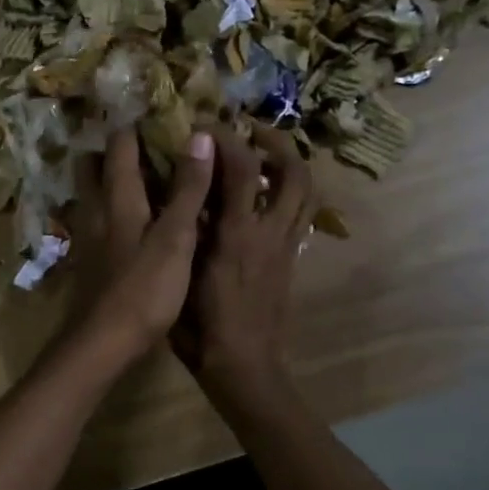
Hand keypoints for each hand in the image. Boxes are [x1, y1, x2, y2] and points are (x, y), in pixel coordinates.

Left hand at [67, 128, 214, 365]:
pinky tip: (133, 227)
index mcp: (117, 199)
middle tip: (146, 147)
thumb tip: (198, 135)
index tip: (159, 116)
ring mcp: (87, 238)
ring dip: (110, 182)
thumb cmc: (144, 289)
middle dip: (113, 151)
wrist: (103, 343)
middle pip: (93, 167)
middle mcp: (95, 211)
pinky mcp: (88, 263)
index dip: (135, 127)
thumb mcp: (176, 238)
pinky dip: (111, 213)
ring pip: (91, 195)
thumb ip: (188, 189)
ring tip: (144, 182)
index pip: (118, 146)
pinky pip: (96, 223)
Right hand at [173, 124, 316, 415]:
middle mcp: (271, 233)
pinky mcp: (291, 260)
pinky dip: (290, 194)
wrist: (244, 365)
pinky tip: (265, 197)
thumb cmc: (202, 325)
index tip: (205, 124)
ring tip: (264, 157)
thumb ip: (186, 227)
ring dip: (291, 165)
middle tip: (249, 132)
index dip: (226, 138)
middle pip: (295, 172)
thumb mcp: (184, 273)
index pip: (243, 167)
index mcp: (239, 234)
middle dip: (276, 143)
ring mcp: (287, 247)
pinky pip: (301, 215)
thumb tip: (182, 188)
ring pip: (307, 193)